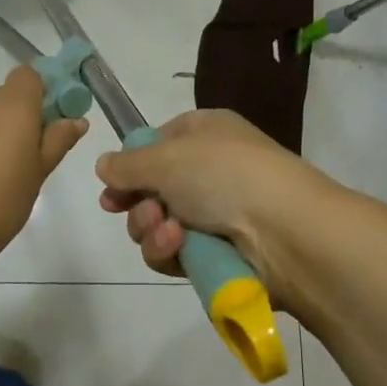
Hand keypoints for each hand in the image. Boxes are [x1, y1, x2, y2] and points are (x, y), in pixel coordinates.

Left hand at [0, 66, 86, 260]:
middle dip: (12, 119)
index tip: (44, 120)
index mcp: (15, 106)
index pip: (28, 76)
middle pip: (3, 98)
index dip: (38, 92)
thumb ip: (57, 140)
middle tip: (19, 155)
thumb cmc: (4, 199)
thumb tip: (76, 120)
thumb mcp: (39, 172)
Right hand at [95, 109, 334, 310]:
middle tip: (140, 210)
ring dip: (152, 229)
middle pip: (152, 189)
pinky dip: (170, 250)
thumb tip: (103, 164)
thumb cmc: (224, 173)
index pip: (158, 144)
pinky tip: (179, 246)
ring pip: (159, 225)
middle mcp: (210, 169)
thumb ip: (128, 164)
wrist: (283, 229)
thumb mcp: (167, 157)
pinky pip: (176, 253)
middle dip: (138, 204)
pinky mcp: (218, 252)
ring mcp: (216, 213)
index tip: (111, 187)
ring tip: (168, 231)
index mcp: (205, 132)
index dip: (132, 165)